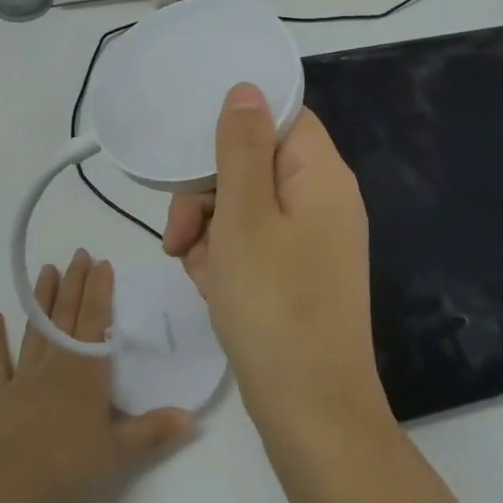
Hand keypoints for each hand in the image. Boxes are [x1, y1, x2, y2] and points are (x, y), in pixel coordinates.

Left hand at [0, 249, 192, 502]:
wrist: (10, 485)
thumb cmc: (70, 465)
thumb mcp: (119, 452)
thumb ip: (153, 430)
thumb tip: (190, 415)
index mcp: (86, 372)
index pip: (96, 321)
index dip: (100, 290)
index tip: (102, 262)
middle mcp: (55, 364)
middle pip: (67, 315)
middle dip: (75, 283)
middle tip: (79, 253)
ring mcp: (23, 377)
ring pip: (35, 329)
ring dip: (42, 299)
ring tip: (48, 270)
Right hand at [163, 84, 390, 443]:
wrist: (310, 413)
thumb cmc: (274, 306)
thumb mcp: (244, 217)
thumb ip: (241, 147)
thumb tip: (246, 89)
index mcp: (321, 175)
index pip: (280, 116)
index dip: (234, 125)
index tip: (191, 152)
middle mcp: (323, 200)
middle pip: (254, 162)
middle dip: (207, 193)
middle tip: (179, 234)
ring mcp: (312, 240)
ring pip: (245, 206)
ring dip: (209, 231)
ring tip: (197, 270)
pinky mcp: (298, 273)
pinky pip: (253, 243)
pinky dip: (225, 258)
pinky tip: (211, 288)